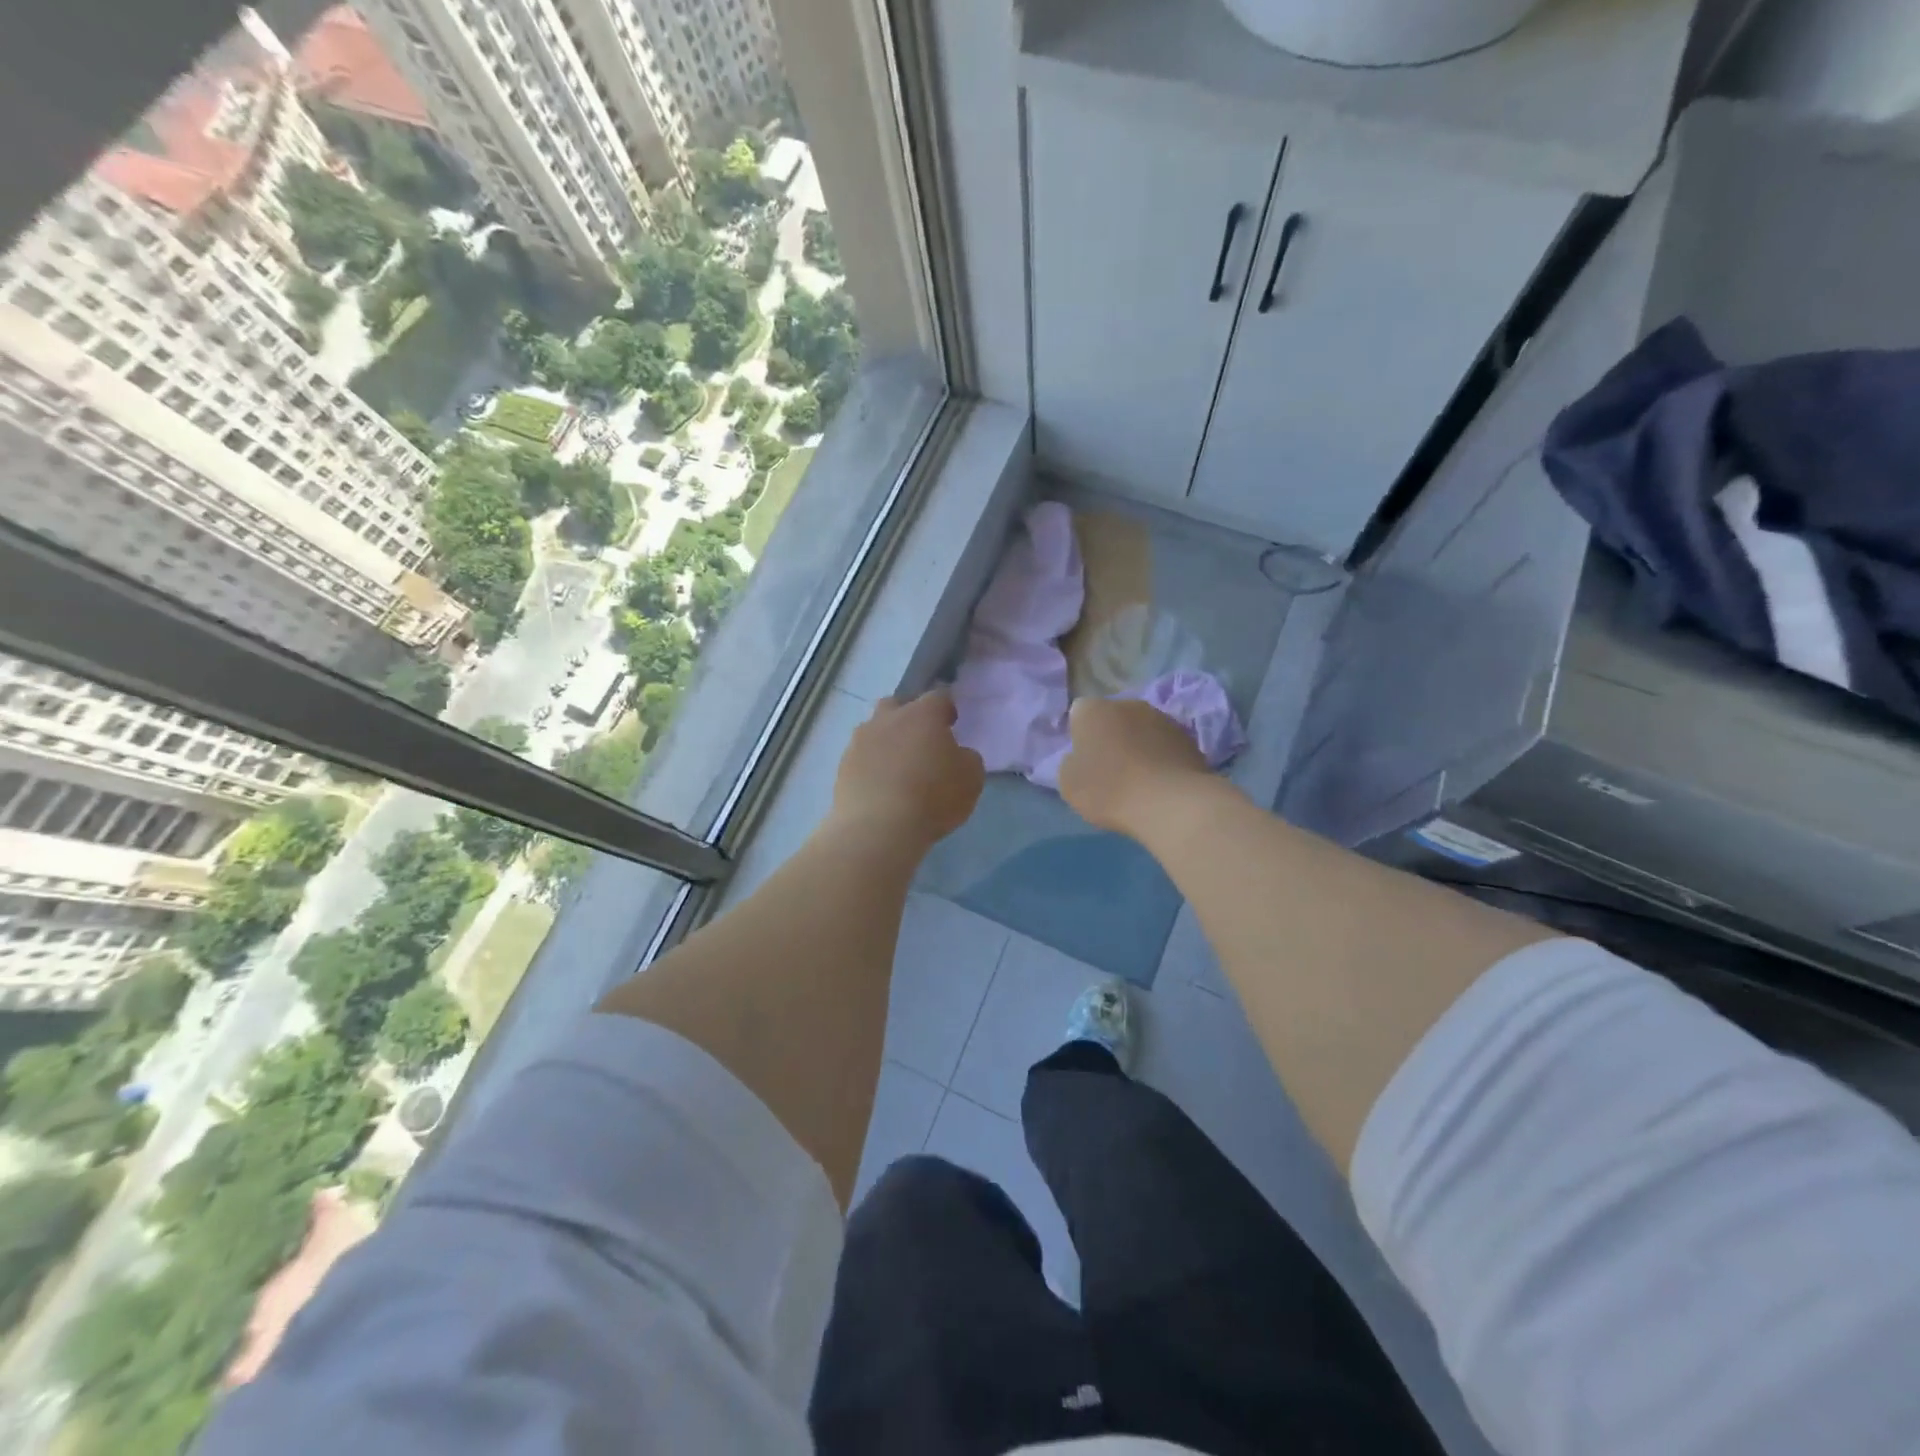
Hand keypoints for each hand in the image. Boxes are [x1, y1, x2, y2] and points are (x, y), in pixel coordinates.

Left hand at [830, 689, 983, 849]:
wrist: (878, 828)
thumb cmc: (933, 797)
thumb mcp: (971, 778)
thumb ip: (966, 758)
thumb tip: (956, 754)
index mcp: (922, 714)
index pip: (938, 697)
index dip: (946, 708)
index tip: (951, 723)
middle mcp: (887, 719)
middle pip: (897, 705)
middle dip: (908, 717)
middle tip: (920, 741)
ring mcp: (860, 741)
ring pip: (874, 730)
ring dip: (886, 741)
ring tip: (897, 767)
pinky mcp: (843, 766)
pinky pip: (861, 756)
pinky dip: (871, 765)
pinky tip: (880, 786)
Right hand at [1057, 697, 1207, 836]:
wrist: (1171, 803)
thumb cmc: (1109, 790)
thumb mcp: (1069, 783)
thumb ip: (1071, 762)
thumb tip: (1081, 756)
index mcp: (1093, 710)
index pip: (1079, 714)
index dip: (1079, 736)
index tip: (1083, 761)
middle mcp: (1128, 704)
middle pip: (1113, 718)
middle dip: (1110, 737)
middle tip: (1109, 770)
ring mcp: (1162, 718)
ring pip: (1142, 730)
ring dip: (1138, 747)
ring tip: (1138, 780)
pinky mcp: (1189, 738)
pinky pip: (1165, 746)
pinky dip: (1161, 759)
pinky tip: (1160, 785)